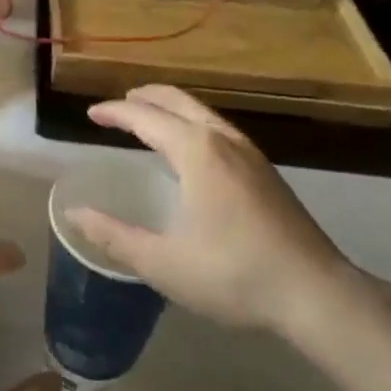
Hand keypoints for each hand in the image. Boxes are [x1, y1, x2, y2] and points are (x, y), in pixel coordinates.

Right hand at [69, 84, 369, 347]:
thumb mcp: (163, 263)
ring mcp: (250, 154)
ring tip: (150, 120)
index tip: (91, 113)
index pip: (145, 117)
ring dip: (171, 108)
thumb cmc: (233, 274)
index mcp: (196, 151)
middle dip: (145, 97)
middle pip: (178, 101)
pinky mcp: (267, 172)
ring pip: (203, 113)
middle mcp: (223, 140)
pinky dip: (192, 124)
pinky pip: (219, 130)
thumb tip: (74, 214)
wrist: (316, 293)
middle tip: (118, 104)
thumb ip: (114, 236)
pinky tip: (192, 152)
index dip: (115, 112)